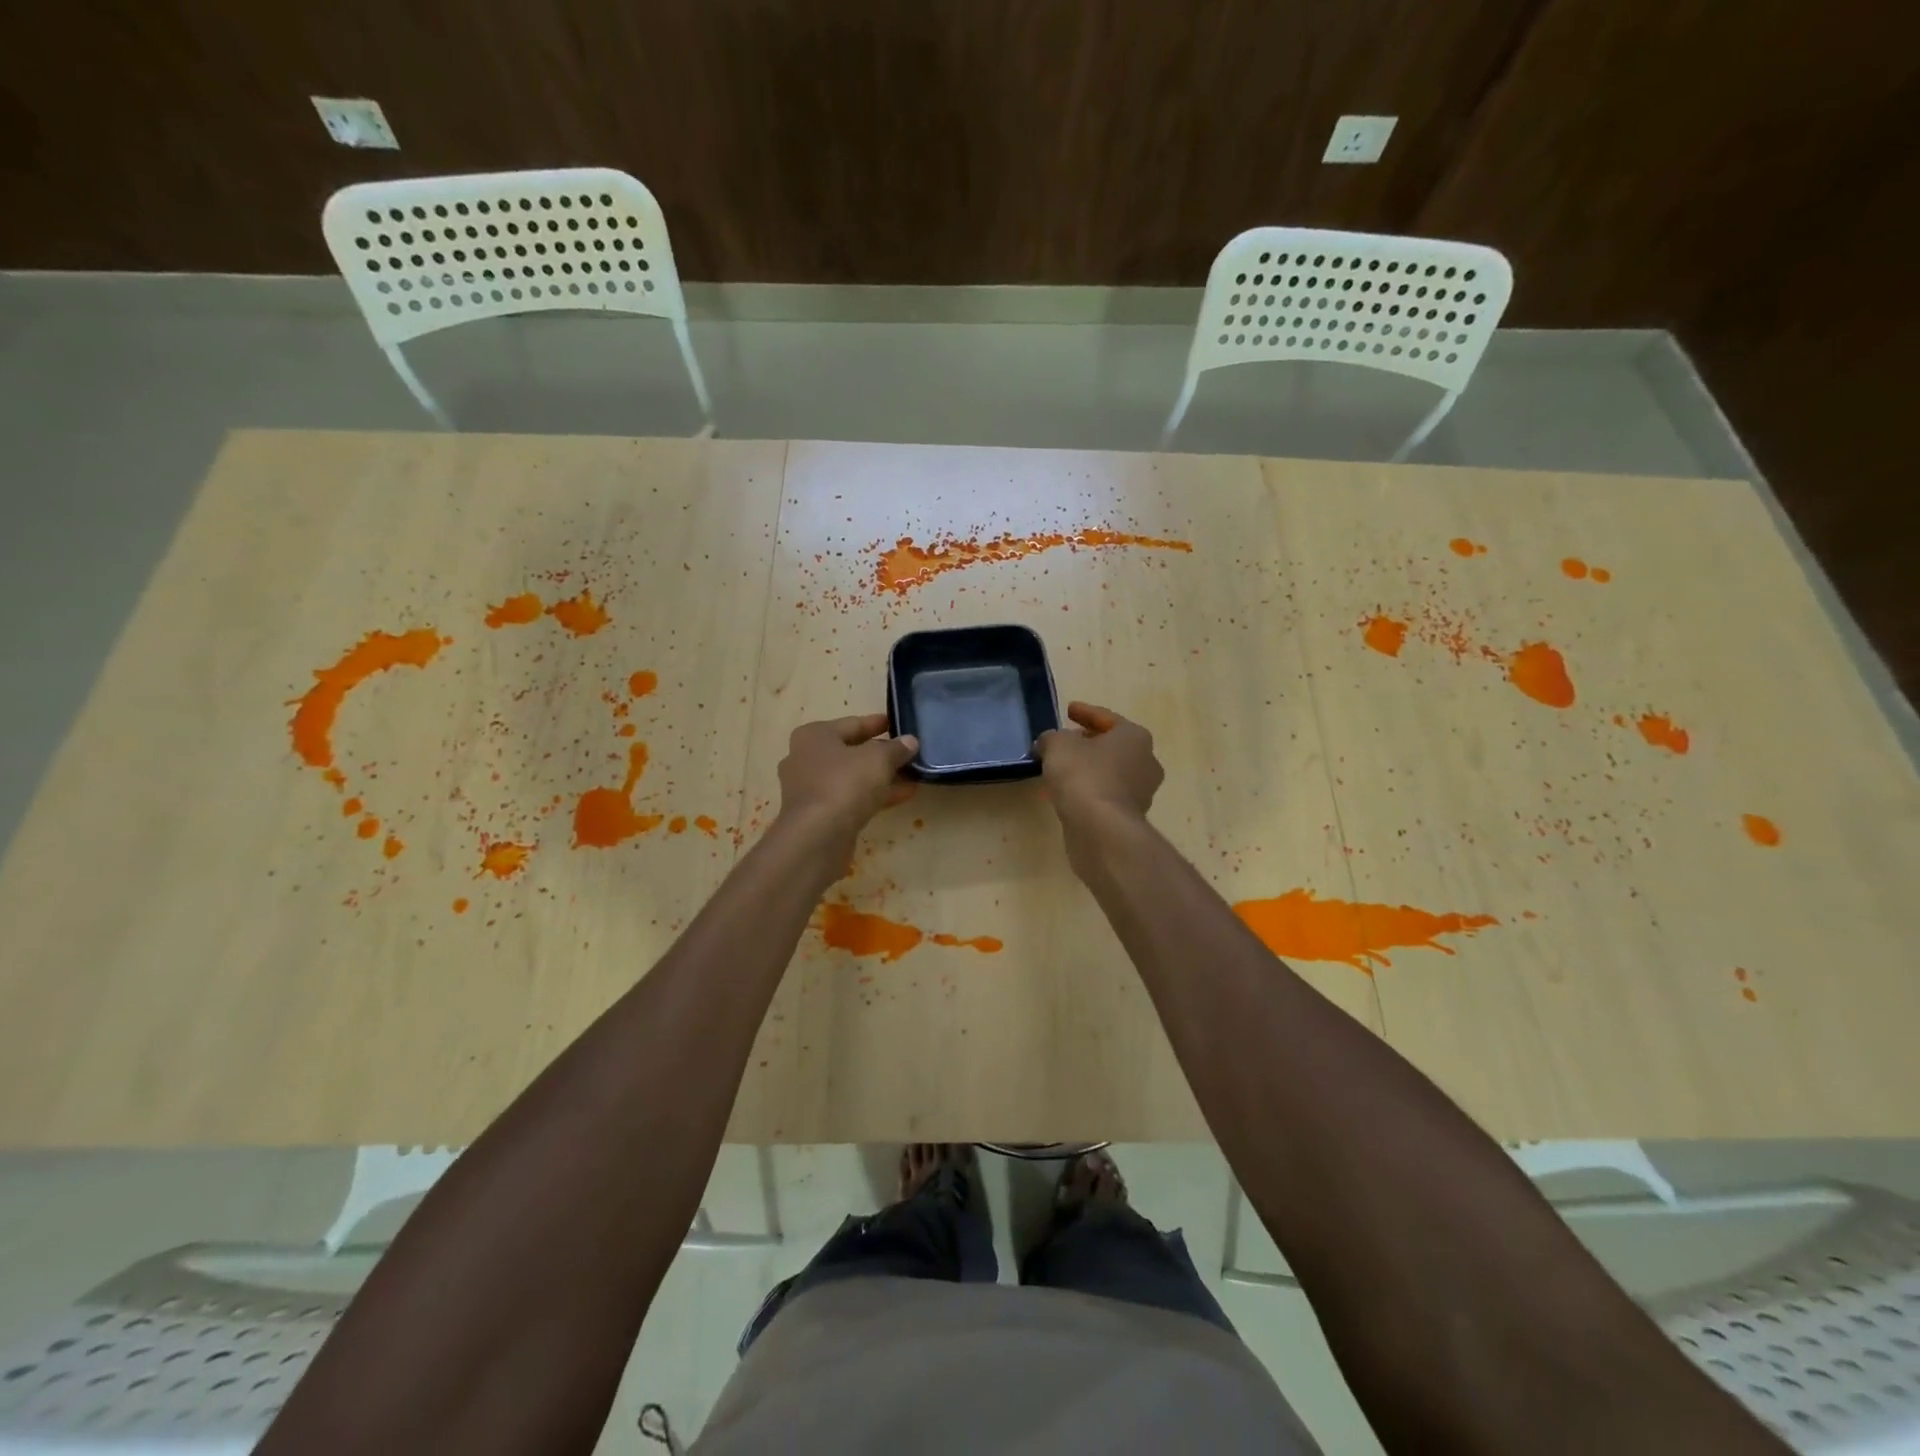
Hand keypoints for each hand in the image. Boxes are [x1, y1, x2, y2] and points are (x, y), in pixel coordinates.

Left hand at [776, 714, 917, 848]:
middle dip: (881, 754)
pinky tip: (903, 796)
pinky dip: (874, 795)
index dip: (876, 723)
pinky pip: (851, 798)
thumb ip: (896, 748)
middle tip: (908, 753)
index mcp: (814, 736)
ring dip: (881, 777)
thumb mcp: (878, 759)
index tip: (897, 723)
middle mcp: (805, 758)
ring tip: (912, 776)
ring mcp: (809, 789)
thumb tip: (910, 741)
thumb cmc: (844, 783)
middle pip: (851, 751)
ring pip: (852, 777)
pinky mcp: (817, 815)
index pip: (852, 724)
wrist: (817, 836)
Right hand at [1034, 701, 1162, 827]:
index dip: (1085, 712)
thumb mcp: (1057, 745)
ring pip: (1109, 772)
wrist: (1101, 828)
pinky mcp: (1130, 816)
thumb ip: (1051, 738)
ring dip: (1087, 769)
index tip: (1069, 710)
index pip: (1107, 718)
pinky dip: (1088, 791)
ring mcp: (1142, 792)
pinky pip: (1105, 795)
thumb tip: (1049, 743)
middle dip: (1087, 743)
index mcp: (1135, 737)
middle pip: (1112, 746)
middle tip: (1065, 741)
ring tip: (1060, 770)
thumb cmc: (1083, 775)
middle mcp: (1146, 761)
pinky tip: (1065, 794)